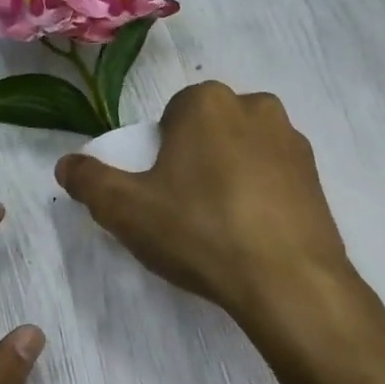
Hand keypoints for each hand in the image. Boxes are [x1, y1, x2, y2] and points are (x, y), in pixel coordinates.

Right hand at [54, 82, 356, 334]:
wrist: (287, 281)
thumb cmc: (199, 232)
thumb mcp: (126, 210)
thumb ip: (90, 181)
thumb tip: (66, 164)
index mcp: (208, 102)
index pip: (170, 117)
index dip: (159, 154)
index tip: (159, 192)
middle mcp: (256, 106)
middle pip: (209, 131)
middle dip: (194, 160)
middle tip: (185, 210)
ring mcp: (293, 141)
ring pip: (243, 151)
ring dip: (229, 175)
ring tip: (220, 226)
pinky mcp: (317, 176)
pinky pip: (274, 176)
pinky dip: (260, 195)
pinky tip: (251, 234)